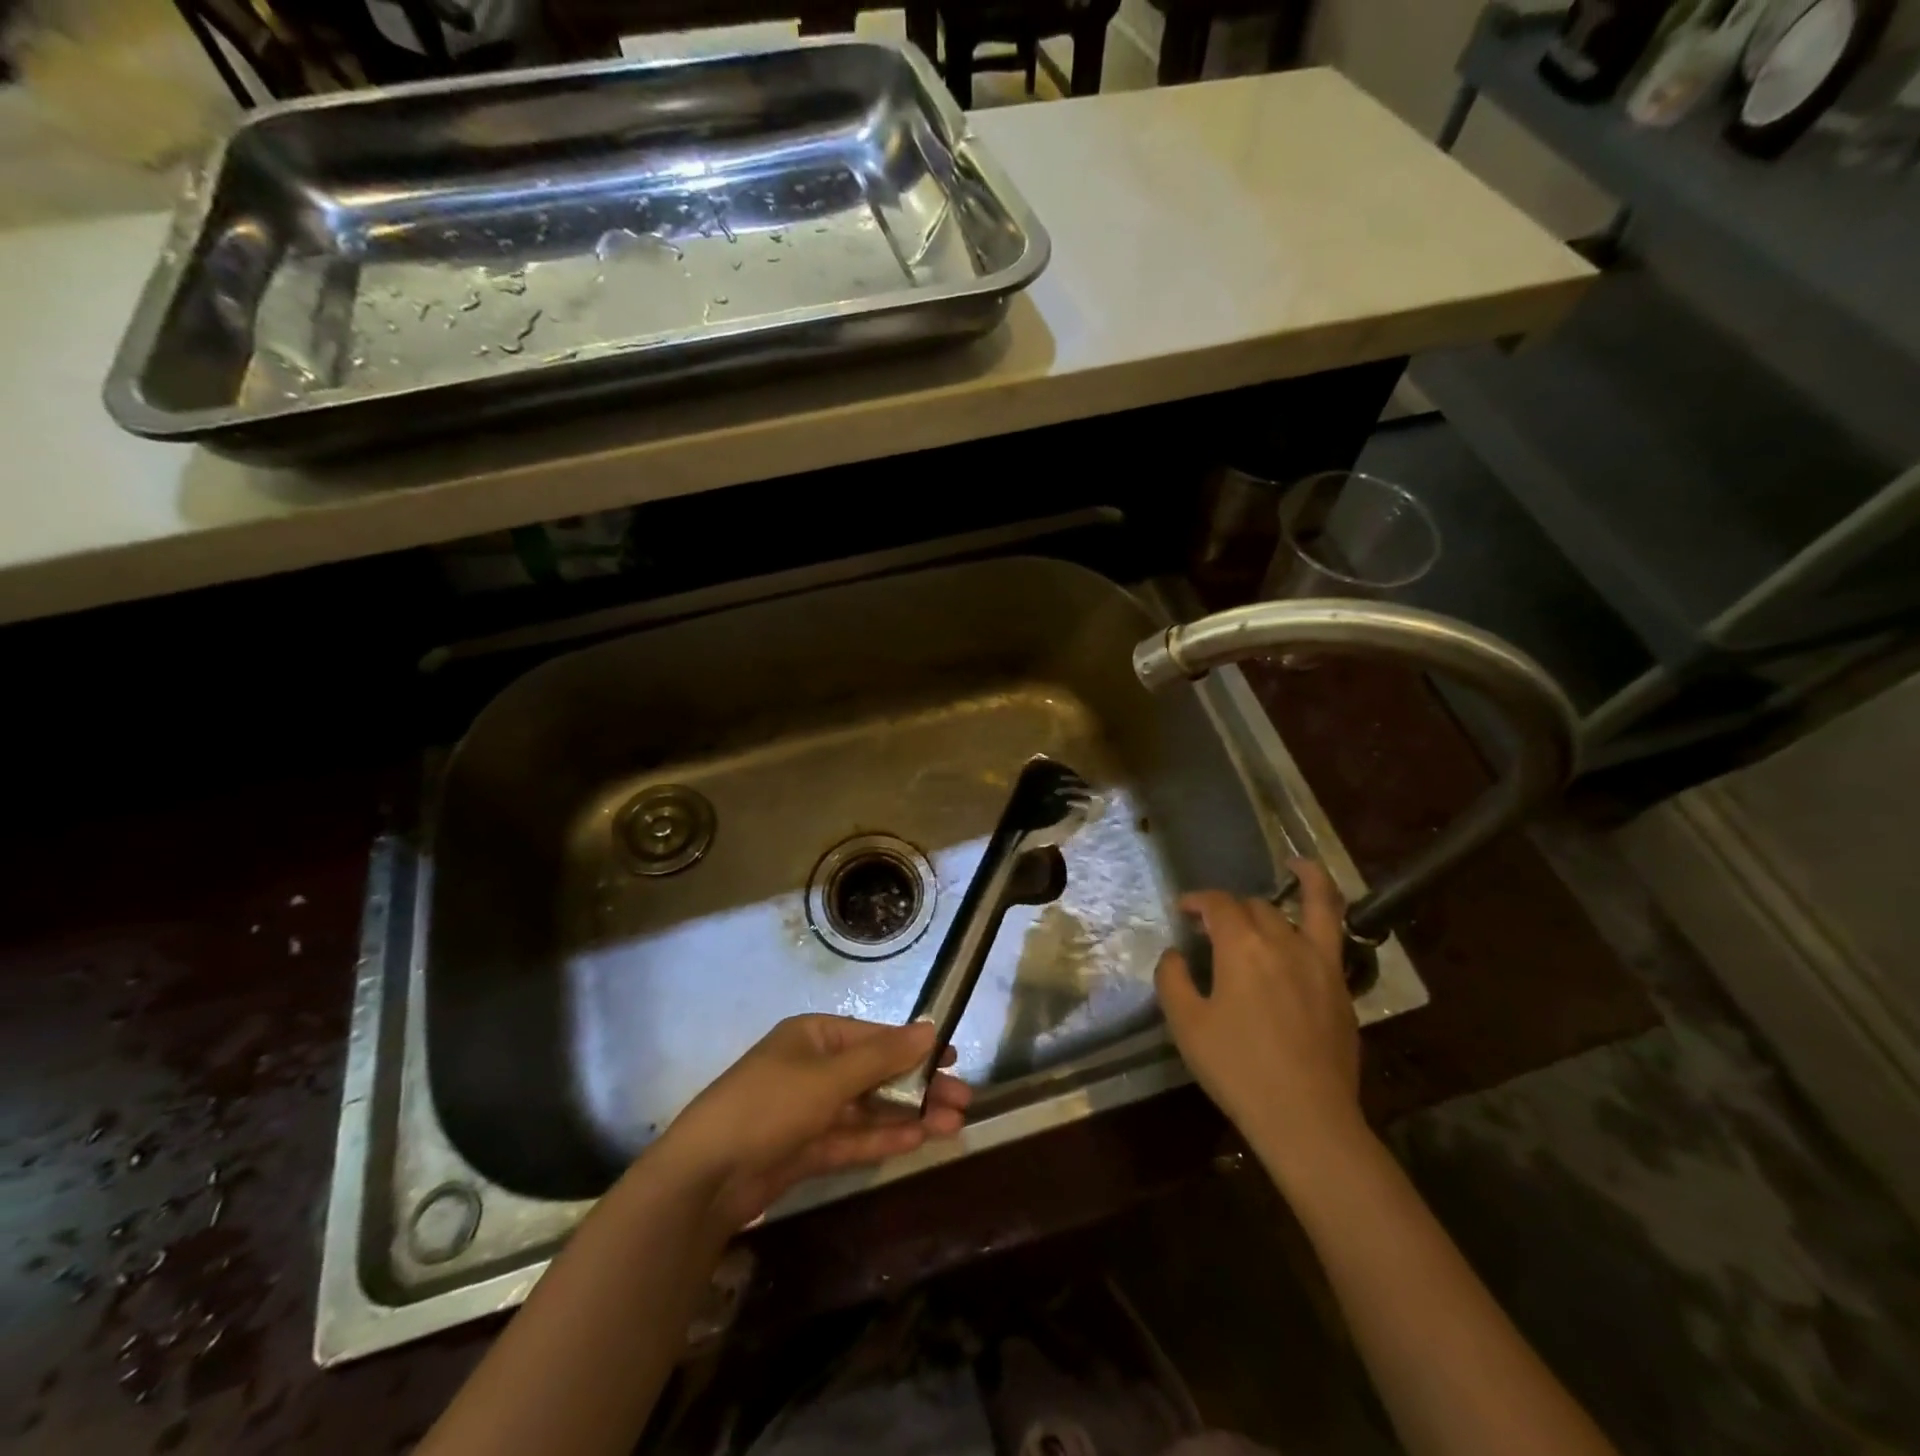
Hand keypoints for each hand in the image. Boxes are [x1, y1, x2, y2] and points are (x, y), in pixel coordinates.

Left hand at [660, 1015, 971, 1228]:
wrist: (705, 1177)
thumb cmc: (769, 1106)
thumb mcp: (830, 1076)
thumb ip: (882, 1056)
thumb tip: (930, 1028)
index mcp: (814, 1036)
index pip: (874, 1036)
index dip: (914, 1046)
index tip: (953, 1057)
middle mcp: (813, 1067)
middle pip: (876, 1073)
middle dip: (918, 1086)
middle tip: (963, 1100)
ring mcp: (809, 1110)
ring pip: (869, 1108)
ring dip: (908, 1115)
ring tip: (952, 1124)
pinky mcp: (805, 1149)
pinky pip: (852, 1137)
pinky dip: (882, 1138)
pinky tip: (917, 1140)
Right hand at [1154, 861, 1363, 1184]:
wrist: (1306, 1118)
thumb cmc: (1237, 1069)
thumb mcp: (1186, 1024)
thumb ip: (1172, 979)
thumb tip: (1176, 954)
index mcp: (1241, 947)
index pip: (1217, 905)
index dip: (1196, 900)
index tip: (1182, 910)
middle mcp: (1283, 941)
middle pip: (1255, 906)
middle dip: (1230, 908)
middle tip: (1213, 925)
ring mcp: (1319, 961)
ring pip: (1309, 906)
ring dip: (1302, 880)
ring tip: (1295, 863)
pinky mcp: (1341, 986)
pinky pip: (1336, 934)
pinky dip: (1328, 909)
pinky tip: (1316, 914)